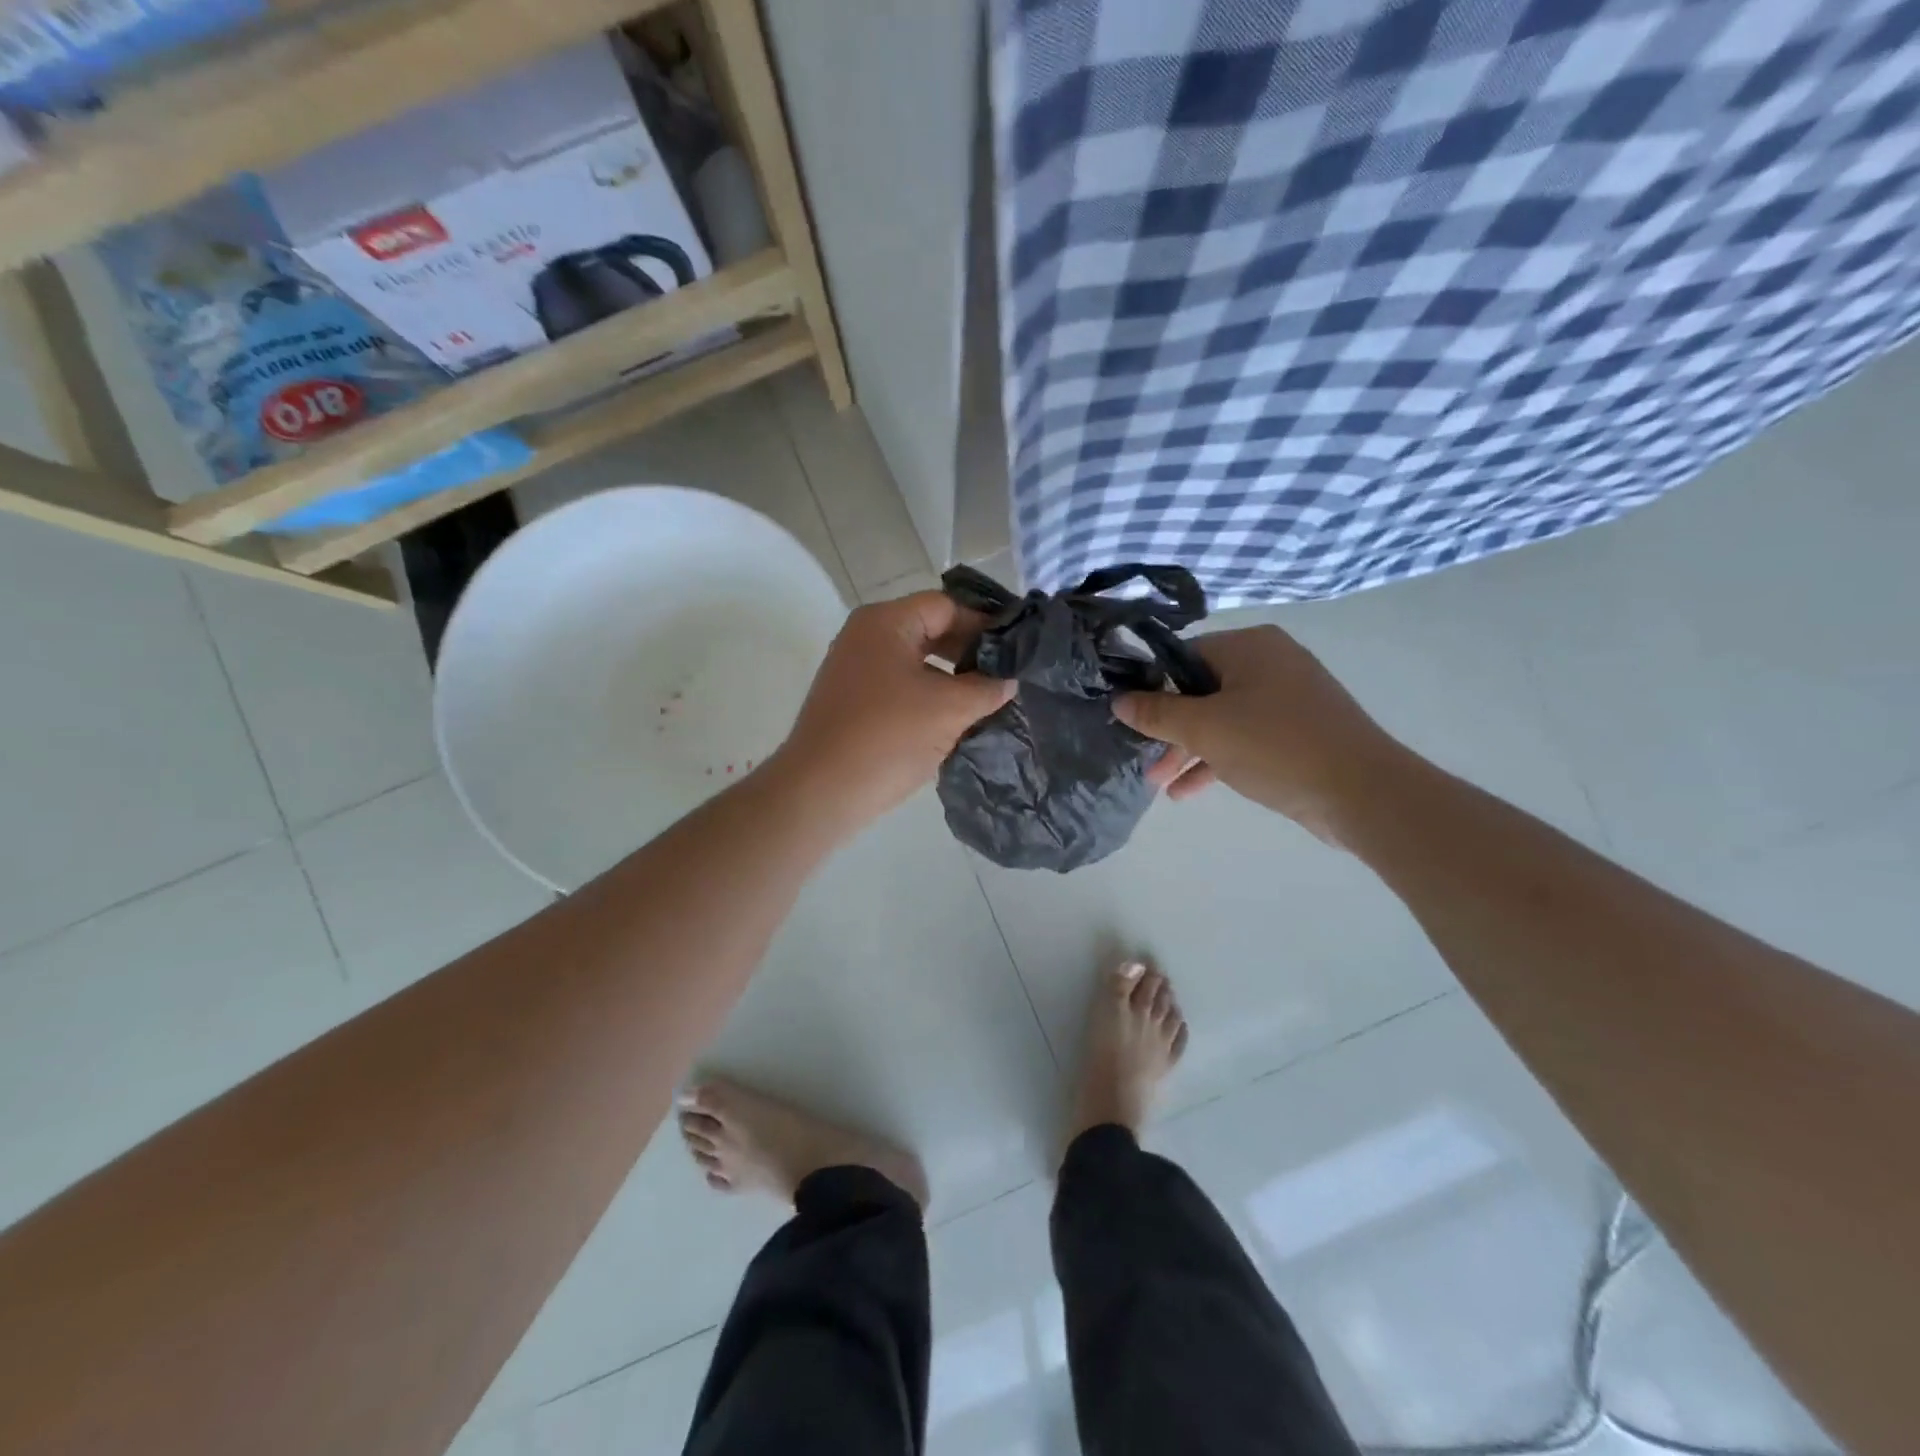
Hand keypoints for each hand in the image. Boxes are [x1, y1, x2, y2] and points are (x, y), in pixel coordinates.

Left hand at [771, 591, 1013, 830]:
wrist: (821, 792)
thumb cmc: (888, 738)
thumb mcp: (950, 709)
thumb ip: (987, 687)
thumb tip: (1009, 678)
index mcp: (885, 622)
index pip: (947, 606)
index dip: (984, 624)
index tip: (1015, 651)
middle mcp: (864, 636)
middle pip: (929, 629)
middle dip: (968, 652)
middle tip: (1005, 676)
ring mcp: (854, 669)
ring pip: (915, 661)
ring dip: (950, 677)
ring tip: (985, 700)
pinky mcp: (851, 701)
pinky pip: (899, 686)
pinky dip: (927, 696)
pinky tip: (952, 720)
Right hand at [1114, 624, 1407, 845]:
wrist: (1363, 793)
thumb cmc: (1276, 746)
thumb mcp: (1205, 729)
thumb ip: (1157, 713)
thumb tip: (1118, 700)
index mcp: (1250, 647)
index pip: (1185, 655)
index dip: (1153, 686)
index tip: (1131, 717)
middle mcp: (1270, 663)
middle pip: (1201, 689)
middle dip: (1169, 729)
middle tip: (1142, 758)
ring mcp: (1287, 698)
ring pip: (1222, 718)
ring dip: (1188, 750)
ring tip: (1158, 784)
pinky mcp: (1297, 732)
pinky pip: (1244, 738)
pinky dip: (1217, 760)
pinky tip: (1187, 792)